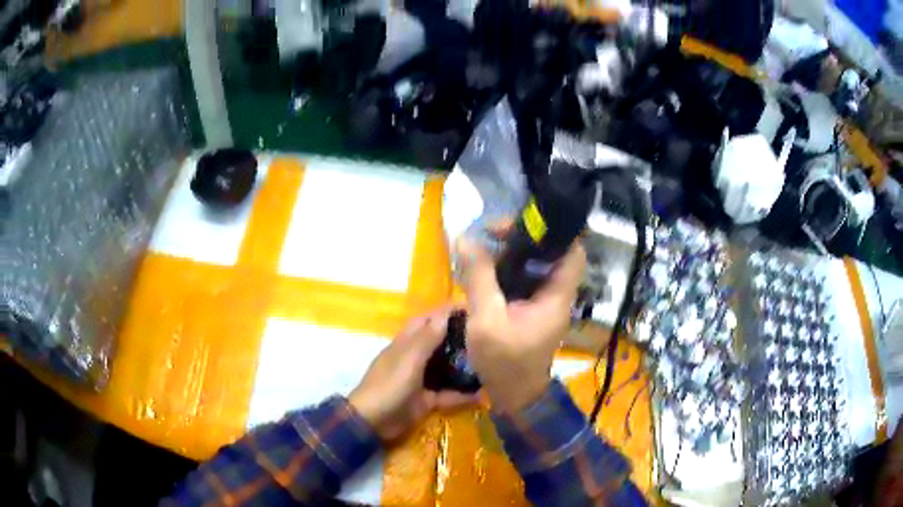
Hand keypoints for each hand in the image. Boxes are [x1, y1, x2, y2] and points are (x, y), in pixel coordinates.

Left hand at [349, 308, 479, 442]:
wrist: (374, 421)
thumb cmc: (389, 385)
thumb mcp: (409, 359)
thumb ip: (428, 338)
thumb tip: (445, 313)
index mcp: (406, 343)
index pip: (427, 320)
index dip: (446, 312)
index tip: (472, 307)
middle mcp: (414, 358)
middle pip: (439, 343)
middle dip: (460, 338)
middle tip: (488, 336)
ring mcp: (420, 380)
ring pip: (446, 368)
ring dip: (464, 366)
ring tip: (491, 362)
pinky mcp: (426, 400)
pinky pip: (448, 394)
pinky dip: (463, 395)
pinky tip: (483, 395)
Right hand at [460, 240, 585, 413]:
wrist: (514, 397)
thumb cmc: (505, 362)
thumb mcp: (486, 320)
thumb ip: (479, 278)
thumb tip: (466, 238)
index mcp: (557, 296)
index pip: (573, 252)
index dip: (556, 232)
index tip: (523, 222)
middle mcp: (556, 296)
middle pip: (551, 254)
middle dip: (524, 238)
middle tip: (492, 232)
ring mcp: (545, 303)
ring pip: (536, 266)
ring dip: (513, 253)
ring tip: (486, 244)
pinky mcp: (532, 310)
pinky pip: (525, 281)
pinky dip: (508, 270)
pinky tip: (486, 267)